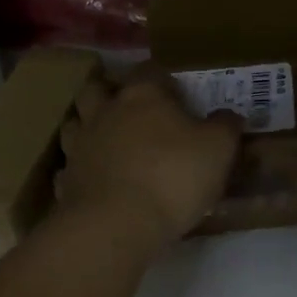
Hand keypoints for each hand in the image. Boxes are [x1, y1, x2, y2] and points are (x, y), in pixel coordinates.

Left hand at [56, 73, 241, 251]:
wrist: (115, 226)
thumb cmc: (172, 176)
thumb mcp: (218, 149)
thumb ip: (226, 126)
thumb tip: (230, 115)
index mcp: (142, 96)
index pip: (149, 70)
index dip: (162, 78)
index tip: (177, 93)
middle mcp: (106, 112)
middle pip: (97, 89)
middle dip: (110, 93)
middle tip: (131, 109)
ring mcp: (80, 147)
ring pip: (75, 124)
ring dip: (87, 127)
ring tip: (107, 142)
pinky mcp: (66, 182)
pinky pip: (68, 169)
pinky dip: (79, 171)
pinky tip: (94, 181)